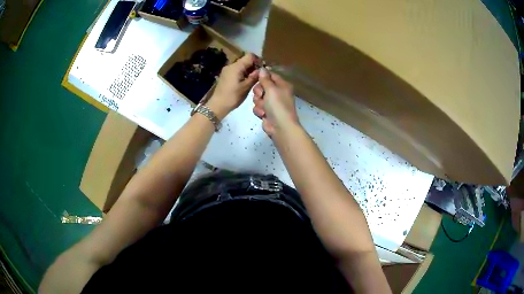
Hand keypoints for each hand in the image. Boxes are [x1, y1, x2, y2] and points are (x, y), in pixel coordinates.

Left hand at [206, 53, 259, 119]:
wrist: (217, 105)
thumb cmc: (232, 96)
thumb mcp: (246, 87)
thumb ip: (255, 76)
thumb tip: (262, 69)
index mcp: (236, 66)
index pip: (250, 56)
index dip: (258, 60)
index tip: (263, 69)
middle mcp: (231, 65)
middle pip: (245, 60)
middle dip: (254, 66)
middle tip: (260, 76)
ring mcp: (227, 70)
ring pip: (241, 65)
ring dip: (249, 70)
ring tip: (254, 80)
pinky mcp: (226, 75)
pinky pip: (237, 70)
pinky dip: (243, 73)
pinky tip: (246, 82)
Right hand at [252, 68, 299, 136]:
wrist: (281, 127)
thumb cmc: (278, 105)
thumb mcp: (271, 89)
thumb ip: (265, 79)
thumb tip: (262, 69)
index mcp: (282, 85)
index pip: (271, 75)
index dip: (262, 75)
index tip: (254, 76)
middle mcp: (278, 93)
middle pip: (262, 86)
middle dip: (259, 91)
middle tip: (261, 95)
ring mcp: (272, 103)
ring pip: (258, 97)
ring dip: (258, 102)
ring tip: (264, 108)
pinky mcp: (267, 112)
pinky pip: (258, 107)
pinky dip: (259, 110)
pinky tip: (263, 115)